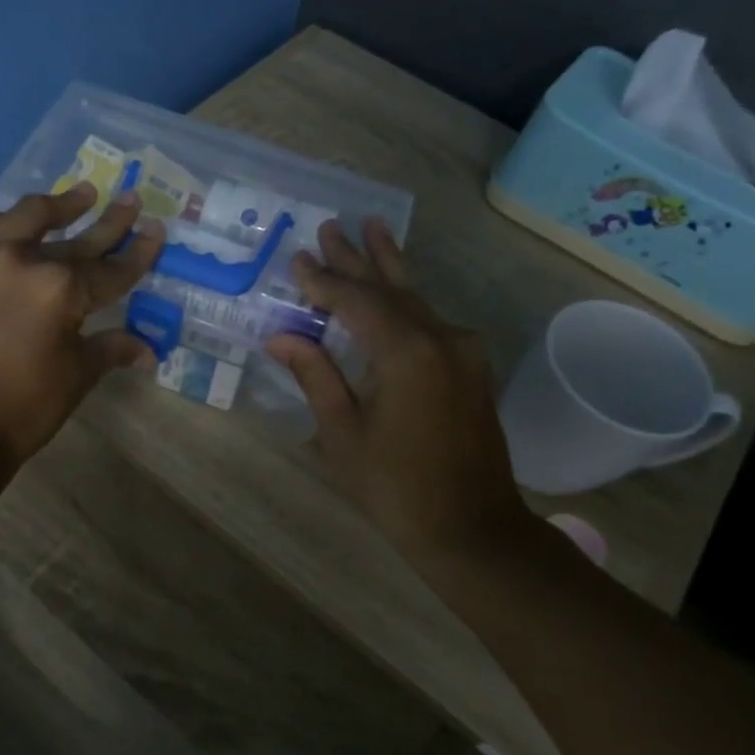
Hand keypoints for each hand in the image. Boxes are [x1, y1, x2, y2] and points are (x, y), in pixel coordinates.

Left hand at [0, 182, 165, 462]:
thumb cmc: (25, 407)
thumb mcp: (77, 375)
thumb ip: (111, 348)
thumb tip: (147, 350)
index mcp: (59, 288)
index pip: (110, 269)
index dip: (137, 253)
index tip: (155, 229)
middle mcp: (20, 260)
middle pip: (74, 237)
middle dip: (107, 221)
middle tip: (129, 199)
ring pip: (22, 217)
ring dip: (53, 207)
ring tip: (77, 195)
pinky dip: (7, 228)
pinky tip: (19, 230)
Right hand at [266, 219, 533, 560]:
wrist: (472, 528)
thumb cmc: (395, 486)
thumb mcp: (342, 433)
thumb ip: (315, 376)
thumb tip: (281, 338)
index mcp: (405, 352)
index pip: (356, 301)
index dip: (323, 281)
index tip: (297, 260)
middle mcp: (440, 338)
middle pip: (389, 288)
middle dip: (356, 258)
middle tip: (331, 226)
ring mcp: (462, 351)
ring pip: (416, 298)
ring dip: (388, 267)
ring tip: (372, 228)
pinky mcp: (470, 367)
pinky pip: (431, 320)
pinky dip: (405, 300)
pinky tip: (395, 290)